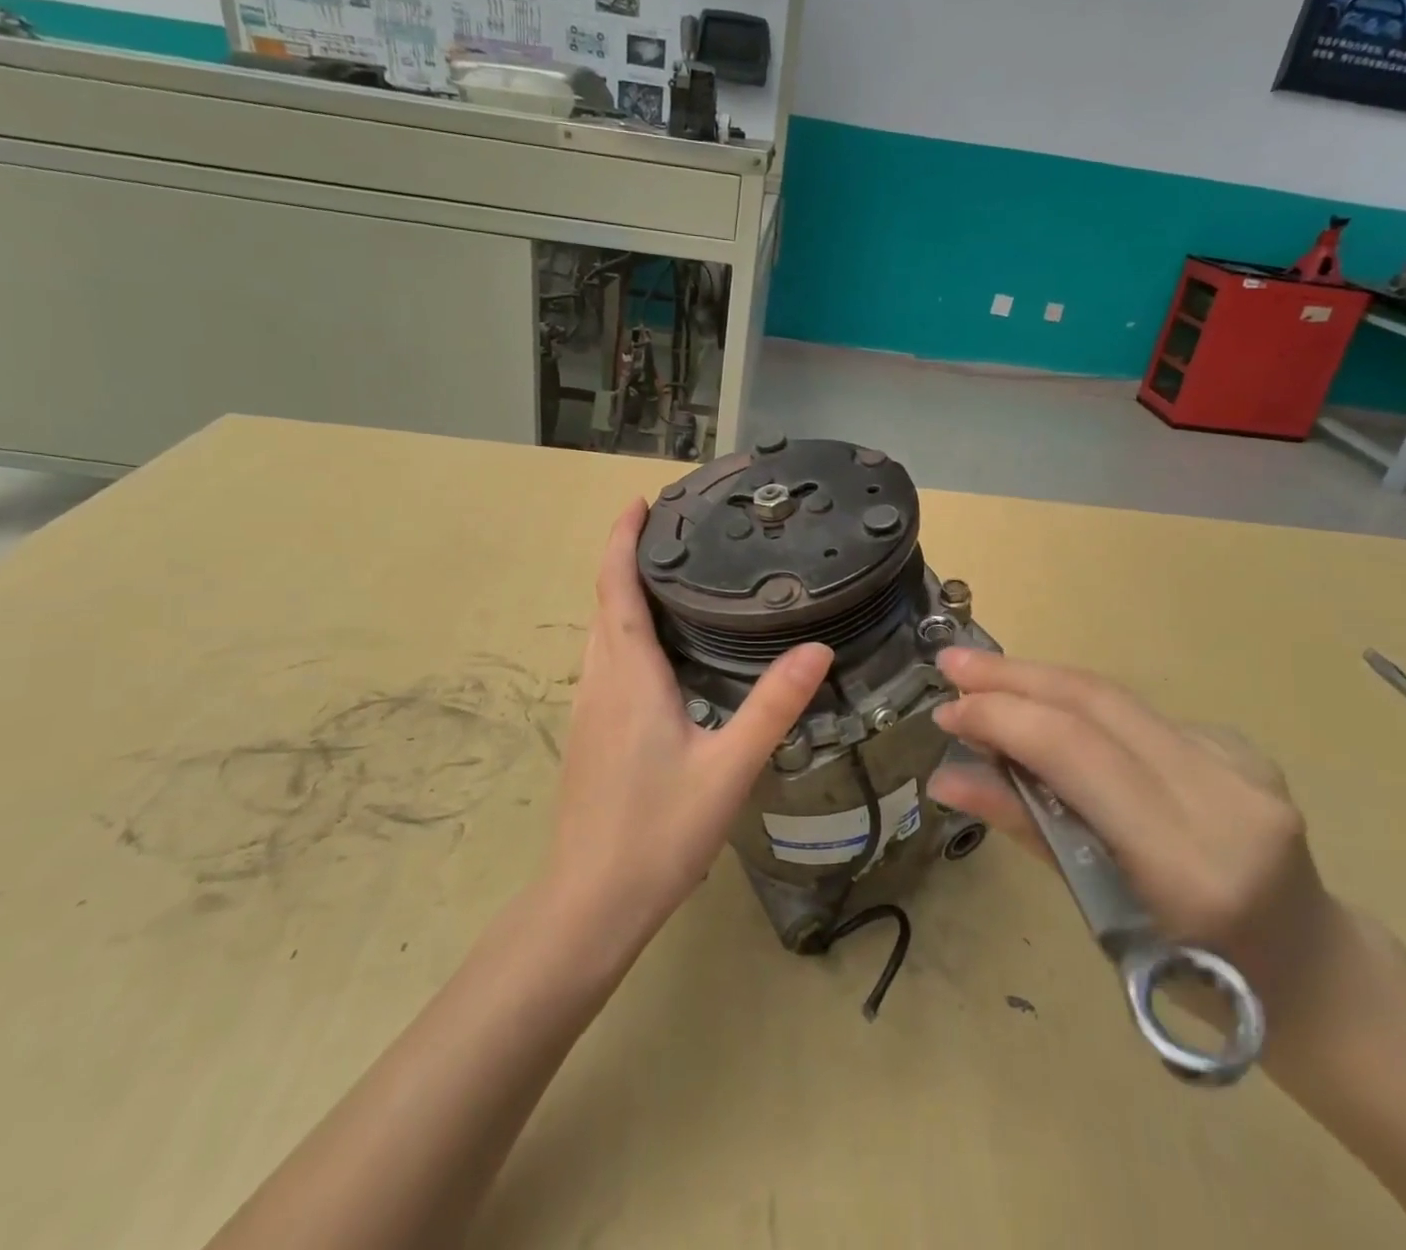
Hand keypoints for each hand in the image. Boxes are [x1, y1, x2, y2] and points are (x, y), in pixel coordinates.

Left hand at [544, 499, 832, 951]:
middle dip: (626, 559)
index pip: (615, 588)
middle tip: (672, 532)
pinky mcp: (588, 734)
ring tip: (671, 579)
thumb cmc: (658, 831)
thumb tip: (818, 649)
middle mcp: (599, 682)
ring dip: (623, 595)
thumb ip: (773, 706)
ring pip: (601, 634)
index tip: (639, 502)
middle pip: (604, 602)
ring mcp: (587, 709)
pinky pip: (604, 662)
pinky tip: (660, 652)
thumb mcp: (728, 767)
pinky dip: (624, 632)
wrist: (591, 903)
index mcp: (628, 676)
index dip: (621, 540)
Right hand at [927, 649, 1346, 1039]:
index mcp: (1187, 859)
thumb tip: (946, 778)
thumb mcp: (1101, 916)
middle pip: (1097, 703)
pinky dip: (1080, 707)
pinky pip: (1139, 715)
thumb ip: (1027, 830)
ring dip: (1039, 682)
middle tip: (951, 664)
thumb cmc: (1196, 979)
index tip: (945, 711)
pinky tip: (1049, 716)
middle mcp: (1223, 796)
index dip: (1002, 718)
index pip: (1076, 752)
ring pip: (1115, 697)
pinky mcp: (1242, 745)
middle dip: (1013, 675)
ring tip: (982, 678)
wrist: (1311, 972)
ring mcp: (1241, 763)